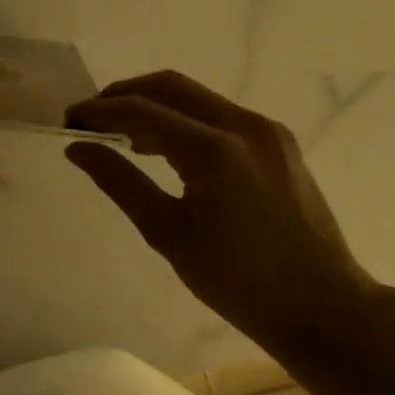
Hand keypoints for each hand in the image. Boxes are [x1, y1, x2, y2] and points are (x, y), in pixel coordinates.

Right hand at [65, 71, 383, 362]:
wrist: (326, 308)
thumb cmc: (240, 283)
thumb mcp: (168, 234)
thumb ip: (120, 182)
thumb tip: (78, 148)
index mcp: (215, 151)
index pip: (141, 110)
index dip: (99, 111)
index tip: (68, 119)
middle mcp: (244, 125)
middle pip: (169, 86)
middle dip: (123, 95)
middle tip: (90, 119)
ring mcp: (266, 130)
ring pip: (195, 96)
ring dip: (154, 104)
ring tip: (120, 134)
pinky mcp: (278, 141)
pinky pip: (219, 113)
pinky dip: (184, 118)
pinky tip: (166, 146)